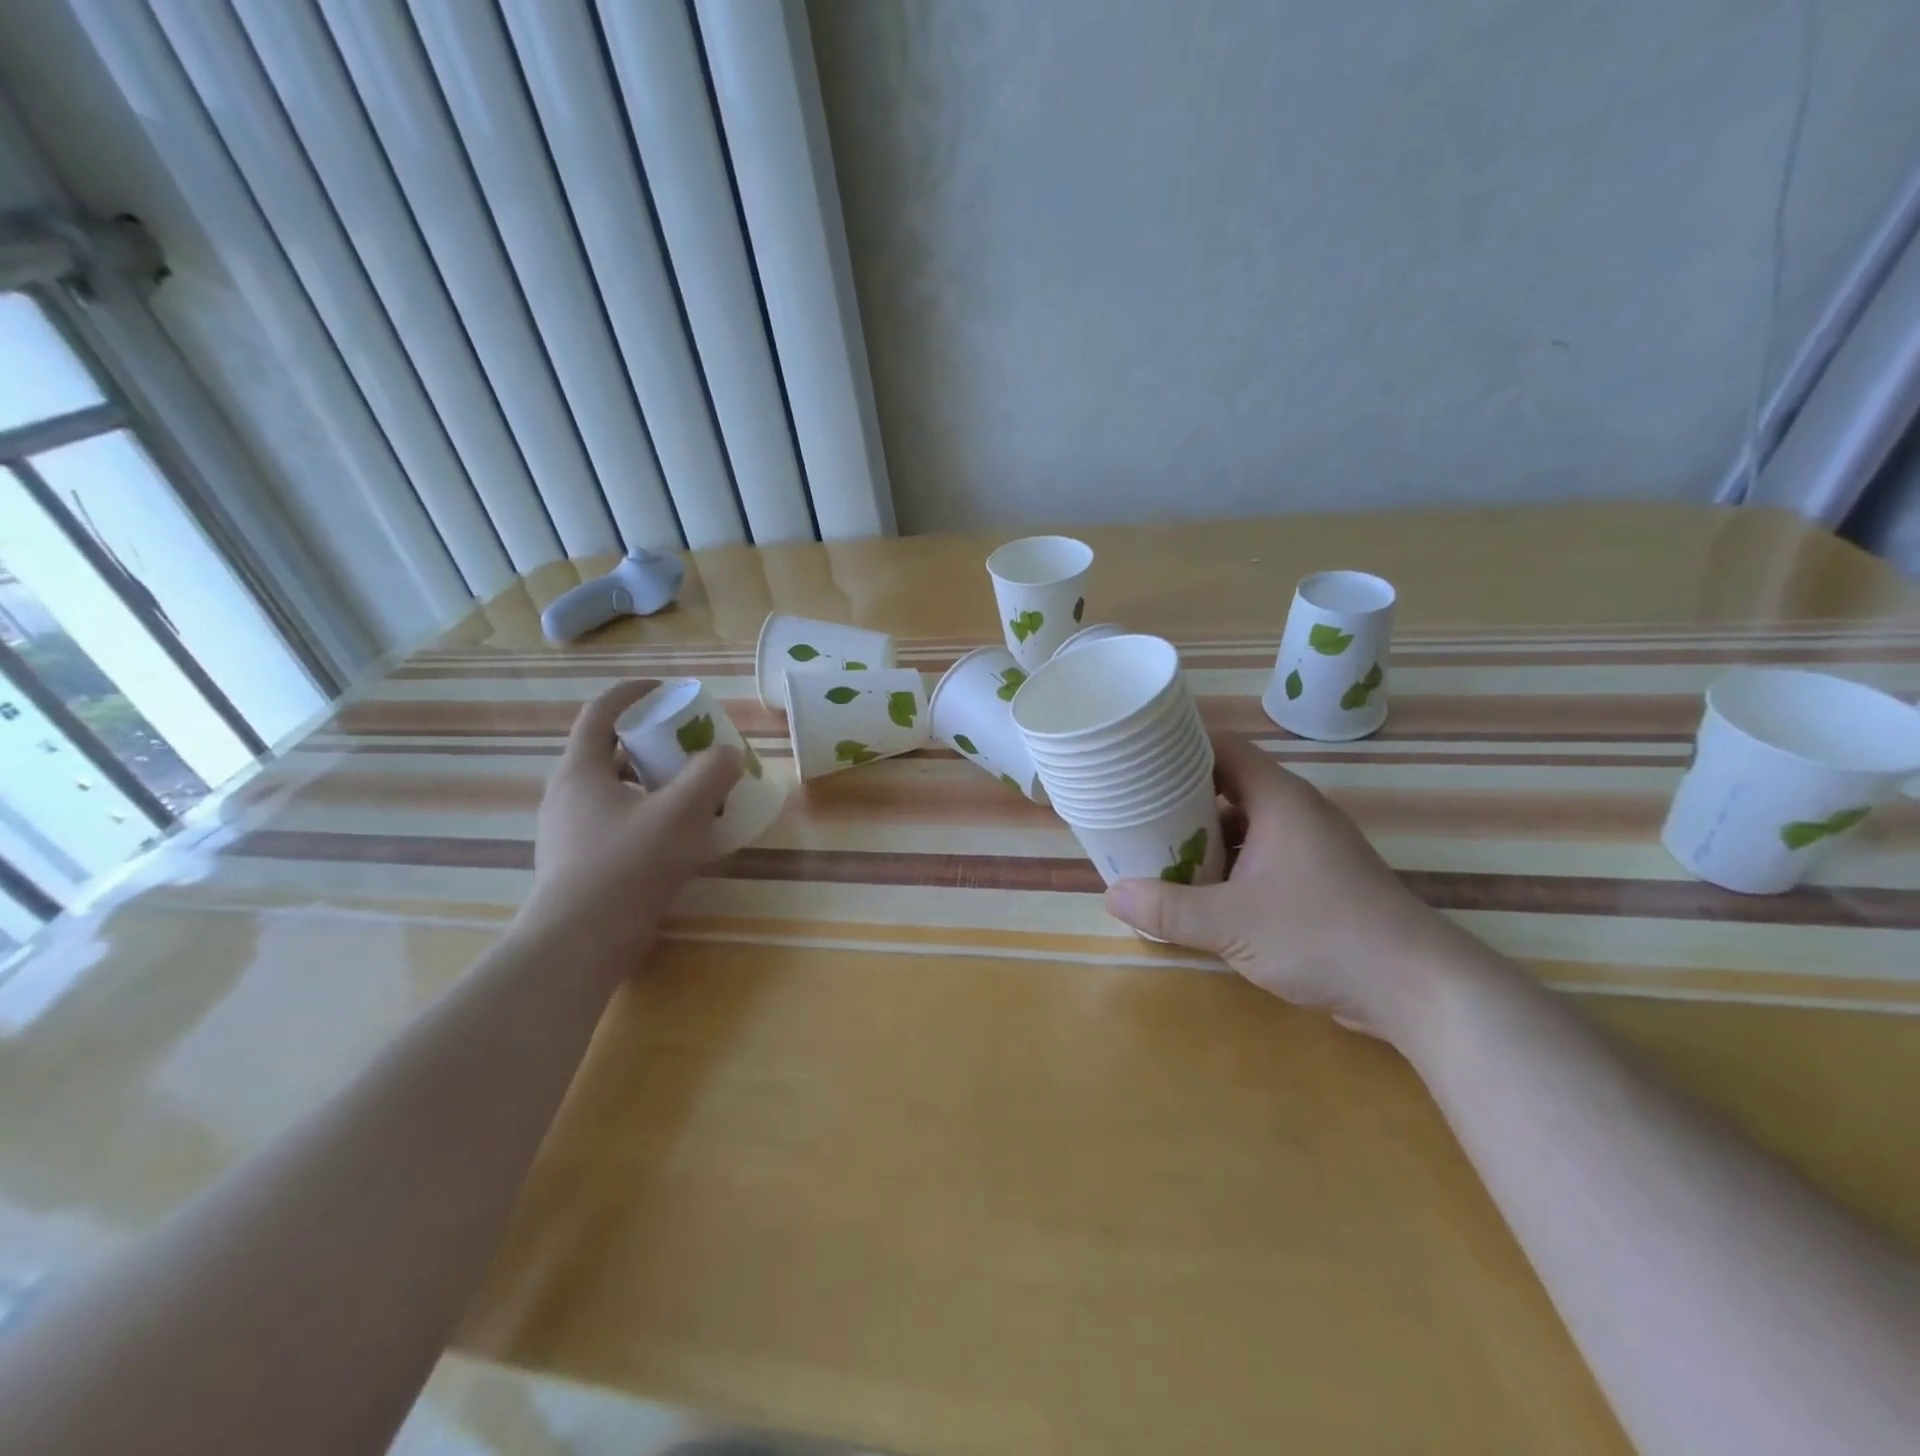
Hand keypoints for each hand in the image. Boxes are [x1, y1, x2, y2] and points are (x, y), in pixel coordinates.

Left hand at [519, 680, 743, 967]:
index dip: (632, 694)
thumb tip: (729, 754)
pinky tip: (680, 837)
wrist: (581, 943)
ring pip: (616, 791)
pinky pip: (618, 823)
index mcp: (581, 771)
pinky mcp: (581, 863)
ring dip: (653, 783)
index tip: (666, 690)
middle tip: (689, 747)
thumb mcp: (680, 813)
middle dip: (652, 743)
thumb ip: (710, 775)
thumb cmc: (627, 865)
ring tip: (692, 792)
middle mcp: (568, 795)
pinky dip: (649, 816)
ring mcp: (570, 832)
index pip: (600, 713)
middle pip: (610, 752)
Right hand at [1104, 732, 1455, 1042]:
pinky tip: (1199, 893)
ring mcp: (1309, 848)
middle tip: (1133, 811)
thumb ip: (1168, 910)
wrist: (1417, 988)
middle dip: (1180, 799)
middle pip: (1227, 787)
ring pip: (1243, 827)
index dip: (1180, 746)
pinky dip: (1227, 867)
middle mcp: (1295, 813)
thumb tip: (1112, 895)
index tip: (1137, 757)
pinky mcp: (1317, 881)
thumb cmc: (1322, 935)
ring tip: (1156, 851)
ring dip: (1203, 838)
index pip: (1223, 748)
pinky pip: (1259, 858)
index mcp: (1279, 800)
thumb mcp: (1232, 923)